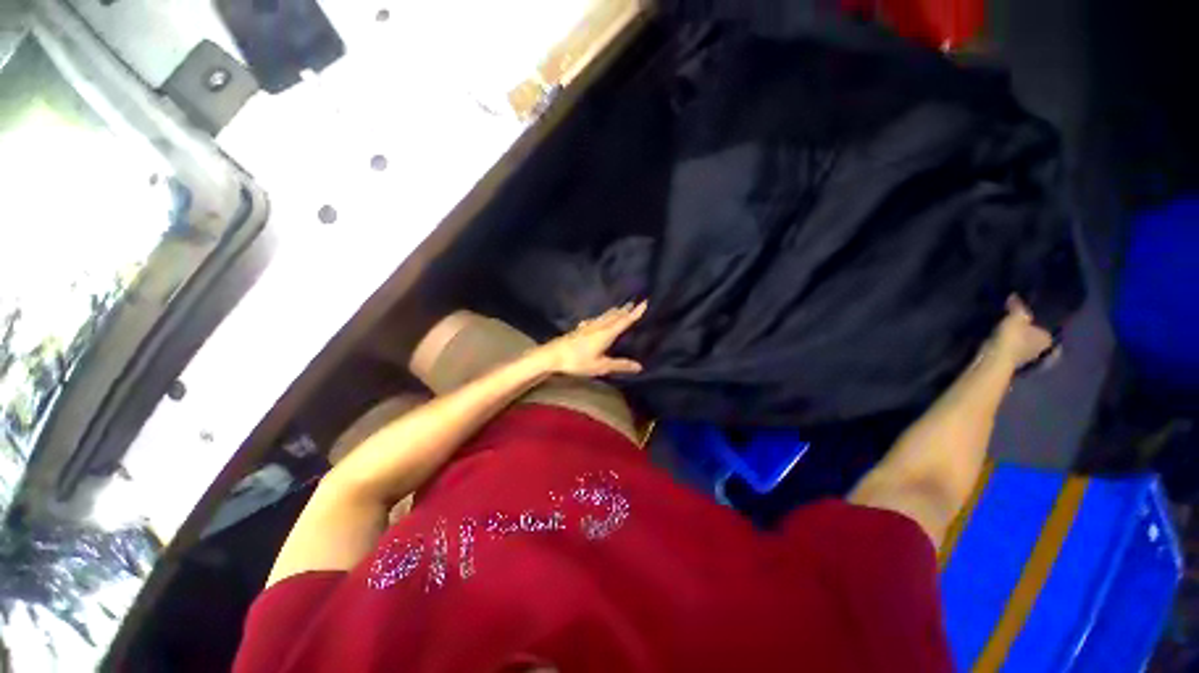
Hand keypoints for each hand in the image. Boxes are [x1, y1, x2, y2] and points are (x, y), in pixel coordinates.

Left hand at [535, 302, 647, 376]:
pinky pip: (595, 320)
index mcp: (606, 334)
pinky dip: (601, 317)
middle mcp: (598, 326)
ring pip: (604, 316)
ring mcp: (588, 326)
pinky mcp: (580, 329)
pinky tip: (596, 319)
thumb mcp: (601, 366)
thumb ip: (620, 365)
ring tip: (620, 308)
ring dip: (614, 312)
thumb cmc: (578, 361)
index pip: (624, 321)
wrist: (553, 355)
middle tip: (634, 303)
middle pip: (614, 316)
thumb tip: (639, 367)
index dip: (635, 313)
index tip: (644, 302)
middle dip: (625, 310)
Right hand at [988, 295, 1055, 368]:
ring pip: (1022, 344)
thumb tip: (1015, 295)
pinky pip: (1010, 349)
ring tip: (1005, 329)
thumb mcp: (1016, 317)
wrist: (994, 359)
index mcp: (1047, 339)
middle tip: (1016, 322)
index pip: (1045, 328)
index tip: (1028, 317)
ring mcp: (1025, 358)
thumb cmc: (1012, 338)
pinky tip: (999, 339)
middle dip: (1026, 331)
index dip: (1037, 322)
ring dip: (1015, 338)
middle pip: (1033, 337)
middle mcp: (1040, 349)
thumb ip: (1017, 306)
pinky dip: (1006, 344)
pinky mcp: (1009, 361)